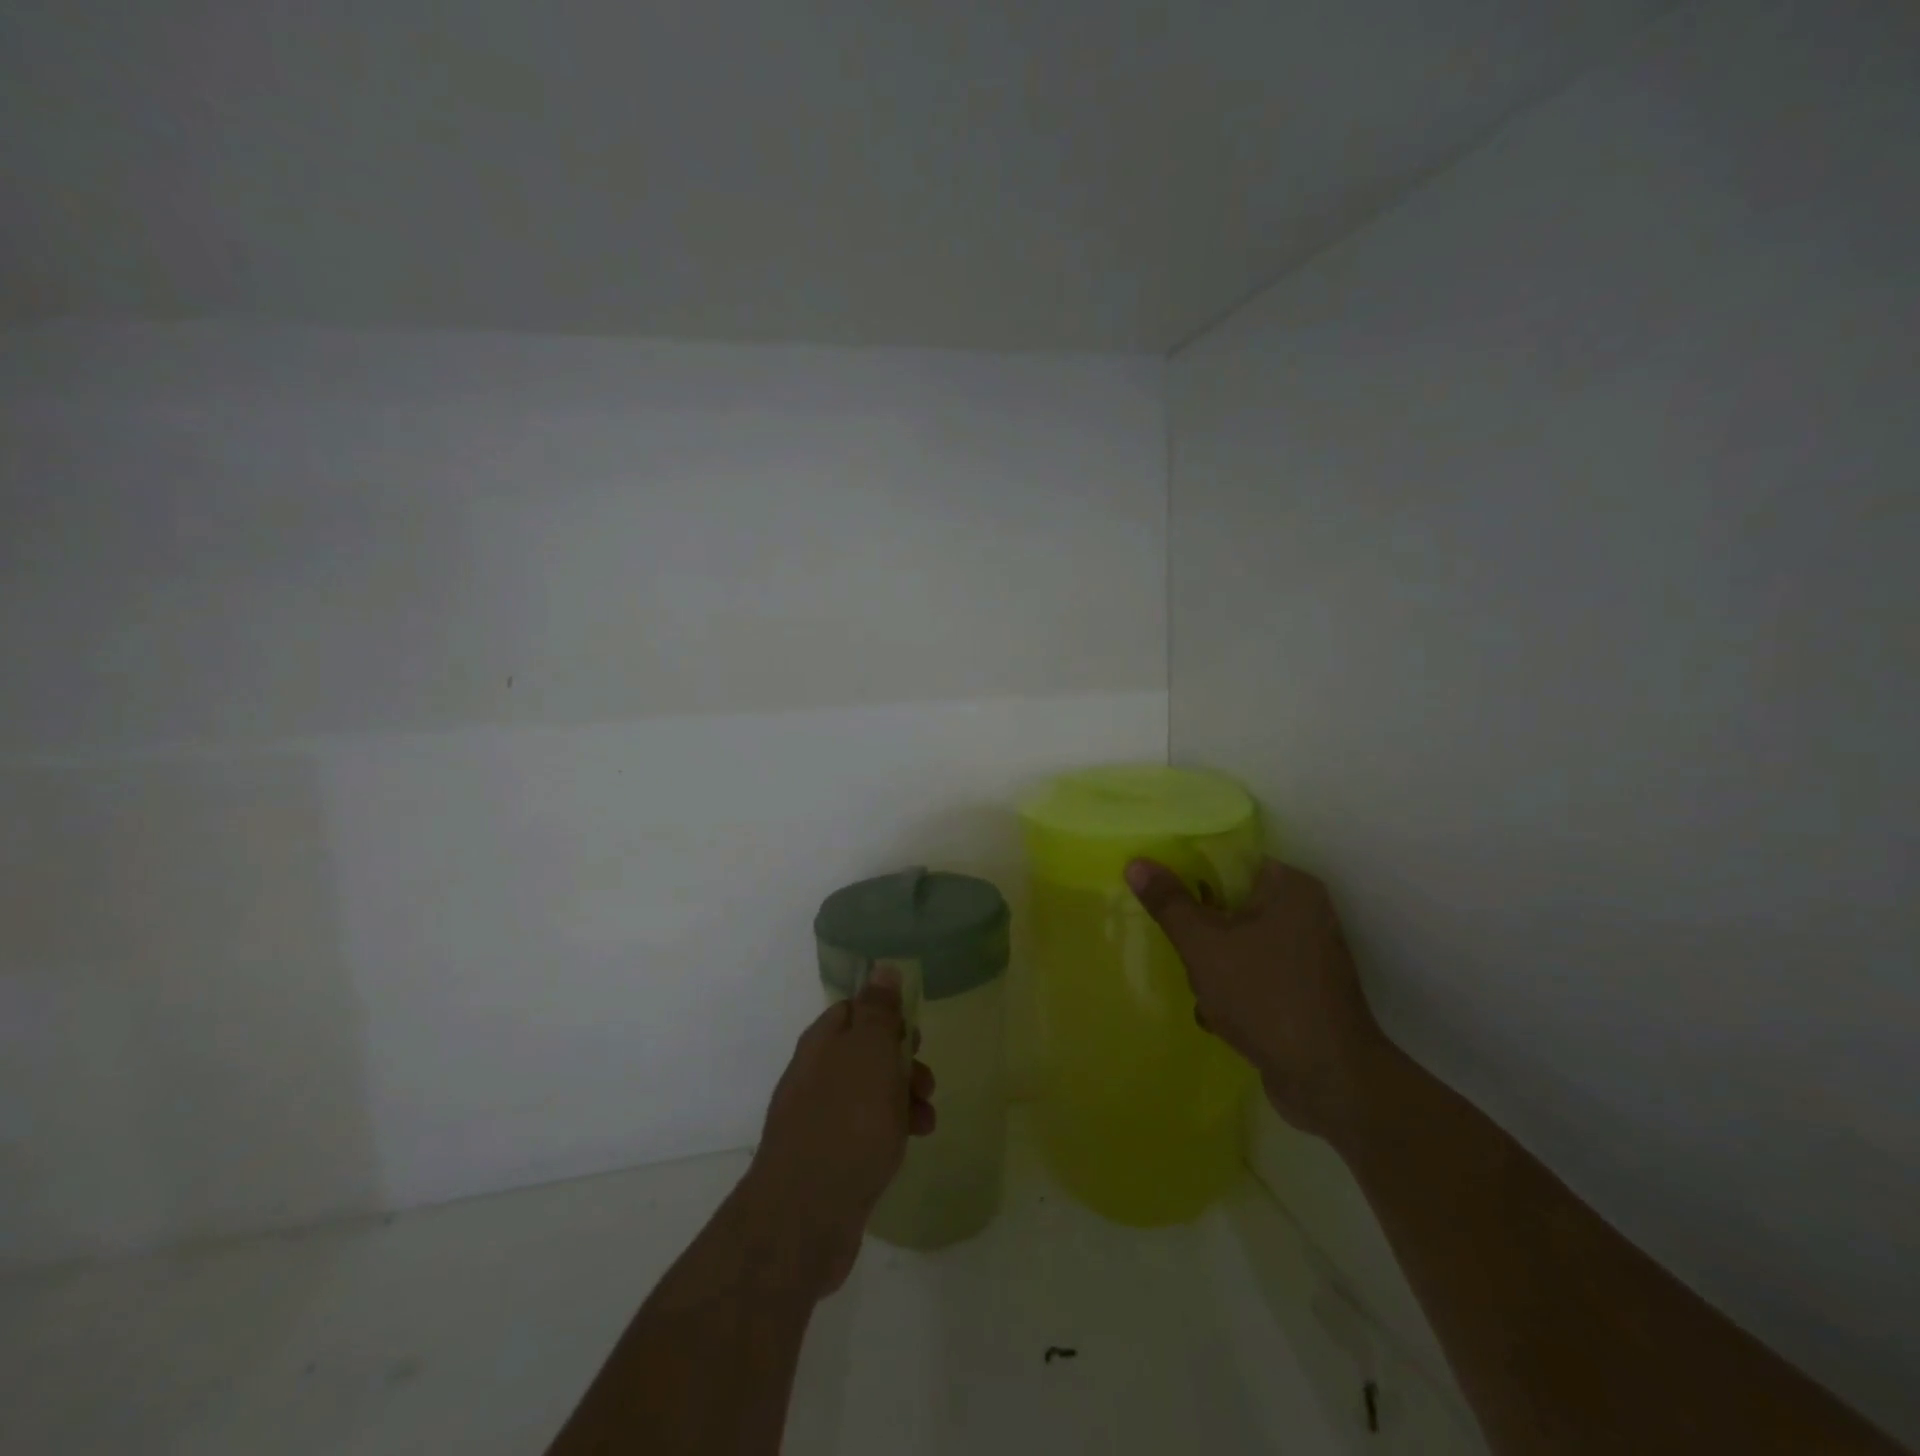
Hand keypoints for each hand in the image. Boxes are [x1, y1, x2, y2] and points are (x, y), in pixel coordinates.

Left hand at [736, 969, 935, 1295]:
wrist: (805, 1218)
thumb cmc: (846, 1123)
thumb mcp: (870, 1055)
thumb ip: (878, 1011)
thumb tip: (882, 968)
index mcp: (821, 1044)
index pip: (854, 1009)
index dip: (887, 1015)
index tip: (915, 1033)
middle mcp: (815, 1075)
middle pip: (866, 1052)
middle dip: (903, 1062)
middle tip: (926, 1079)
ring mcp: (819, 1119)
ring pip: (870, 1093)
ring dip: (904, 1098)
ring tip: (927, 1118)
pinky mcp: (829, 1159)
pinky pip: (866, 1130)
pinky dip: (892, 1131)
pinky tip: (911, 1145)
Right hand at [1126, 857, 1386, 1143]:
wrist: (1329, 1082)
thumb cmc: (1266, 997)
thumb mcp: (1204, 945)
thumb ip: (1169, 902)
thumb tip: (1136, 863)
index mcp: (1290, 887)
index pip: (1229, 861)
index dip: (1190, 875)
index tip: (1163, 897)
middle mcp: (1305, 912)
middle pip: (1229, 904)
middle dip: (1201, 934)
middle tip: (1187, 954)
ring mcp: (1307, 955)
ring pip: (1238, 943)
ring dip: (1213, 968)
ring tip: (1206, 994)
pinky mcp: (1304, 990)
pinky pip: (1255, 974)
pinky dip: (1235, 991)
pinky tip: (1222, 1017)